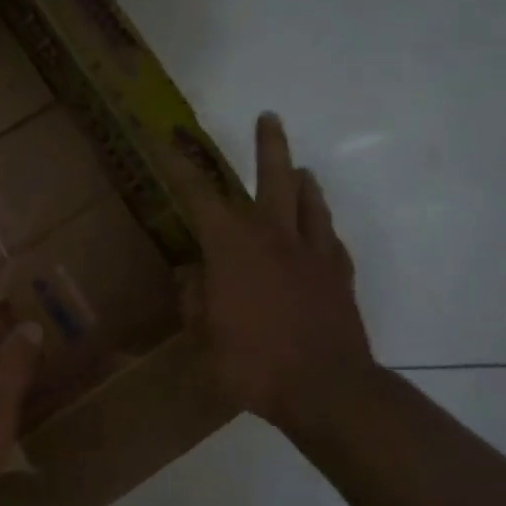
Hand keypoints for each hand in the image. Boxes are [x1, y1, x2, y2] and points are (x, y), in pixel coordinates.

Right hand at [176, 113, 379, 441]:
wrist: (325, 388)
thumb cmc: (252, 362)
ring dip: (303, 180)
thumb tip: (193, 274)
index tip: (166, 142)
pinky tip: (319, 229)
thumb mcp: (203, 335)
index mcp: (232, 247)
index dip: (179, 168)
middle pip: (275, 178)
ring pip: (309, 202)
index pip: (198, 196)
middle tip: (268, 117)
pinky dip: (321, 226)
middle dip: (268, 145)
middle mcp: (273, 237)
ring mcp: (312, 254)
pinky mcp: (339, 275)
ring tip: (301, 169)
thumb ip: (194, 298)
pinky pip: (330, 238)